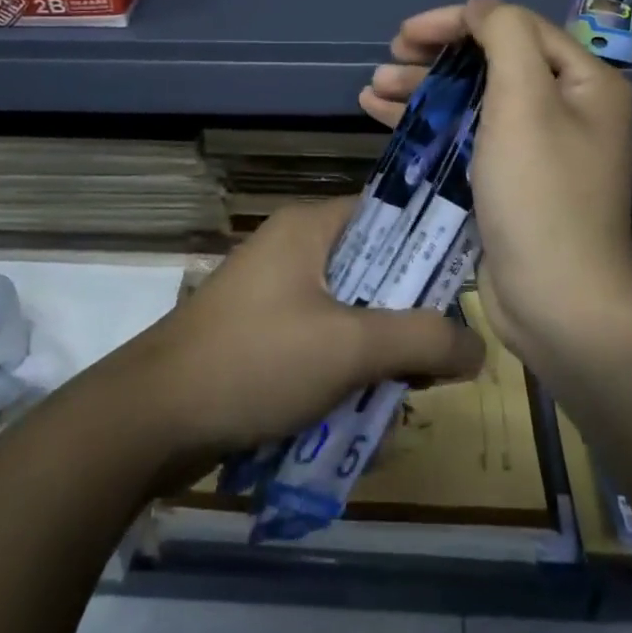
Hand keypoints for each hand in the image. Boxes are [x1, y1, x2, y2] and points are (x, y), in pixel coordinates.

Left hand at [117, 198, 485, 469]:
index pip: (389, 215)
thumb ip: (421, 340)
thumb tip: (479, 347)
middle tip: (435, 361)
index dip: (430, 247)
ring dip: (377, 353)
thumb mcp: (350, 348)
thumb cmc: (256, 361)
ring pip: (349, 312)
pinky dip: (343, 371)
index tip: (464, 291)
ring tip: (401, 397)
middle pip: (373, 270)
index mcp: (311, 226)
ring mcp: (274, 292)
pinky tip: (359, 415)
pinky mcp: (261, 333)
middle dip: (406, 317)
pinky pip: (320, 341)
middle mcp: (293, 248)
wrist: (152, 418)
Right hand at [360, 0, 631, 357]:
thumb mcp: (524, 102)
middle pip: (492, 61)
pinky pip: (467, 135)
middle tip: (390, 55)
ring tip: (373, 87)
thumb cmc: (540, 195)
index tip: (407, 33)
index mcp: (585, 82)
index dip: (458, 22)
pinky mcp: (510, 180)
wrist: (558, 305)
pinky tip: (382, 115)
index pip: (515, 28)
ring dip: (423, 88)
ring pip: (473, 99)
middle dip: (436, 55)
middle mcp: (567, 108)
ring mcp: (538, 147)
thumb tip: (482, 7)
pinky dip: (429, 123)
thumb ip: (505, 37)